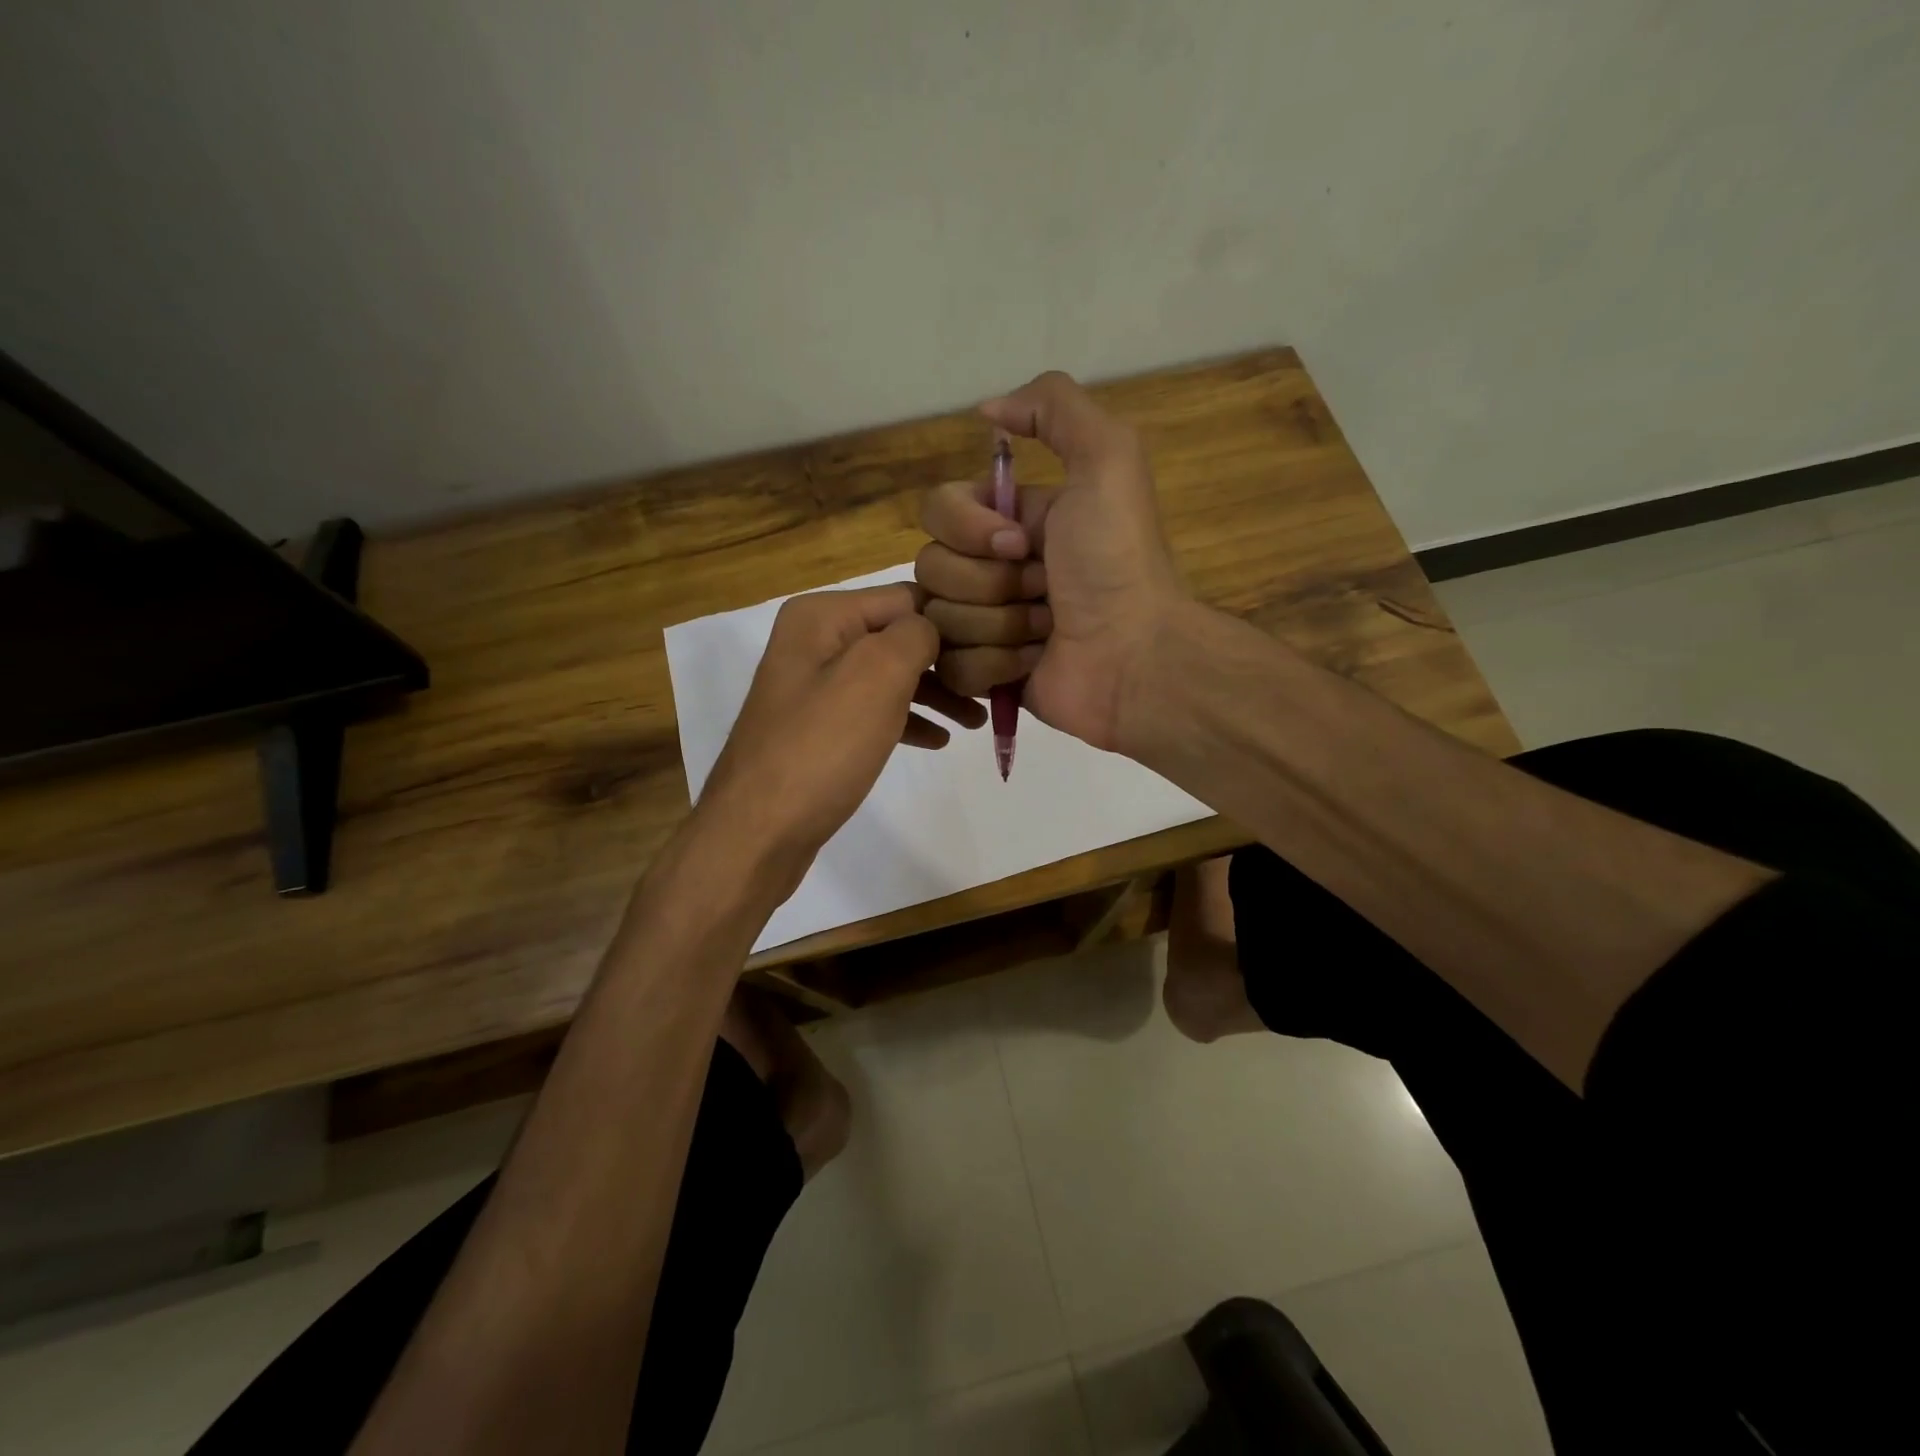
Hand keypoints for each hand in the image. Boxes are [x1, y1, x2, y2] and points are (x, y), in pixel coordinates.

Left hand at [696, 584, 985, 895]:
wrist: (759, 831)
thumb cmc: (822, 747)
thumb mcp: (877, 675)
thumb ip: (914, 635)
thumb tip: (932, 628)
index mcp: (822, 616)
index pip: (906, 598)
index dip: (953, 621)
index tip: (995, 650)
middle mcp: (814, 641)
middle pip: (898, 637)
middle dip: (947, 662)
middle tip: (993, 689)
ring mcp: (814, 686)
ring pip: (890, 676)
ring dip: (935, 694)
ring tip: (976, 720)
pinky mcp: (819, 727)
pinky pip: (873, 710)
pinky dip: (907, 719)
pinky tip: (938, 740)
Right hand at [915, 371, 1188, 751]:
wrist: (1135, 654)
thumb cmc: (1117, 560)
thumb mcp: (1108, 459)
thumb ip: (1055, 406)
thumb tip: (988, 409)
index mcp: (1008, 520)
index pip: (937, 510)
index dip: (969, 528)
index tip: (1020, 542)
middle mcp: (990, 568)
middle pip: (931, 567)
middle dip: (991, 582)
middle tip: (1044, 590)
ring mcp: (983, 625)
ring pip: (938, 619)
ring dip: (1000, 625)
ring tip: (1047, 630)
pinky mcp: (983, 675)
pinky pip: (951, 666)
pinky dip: (995, 666)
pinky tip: (1033, 662)